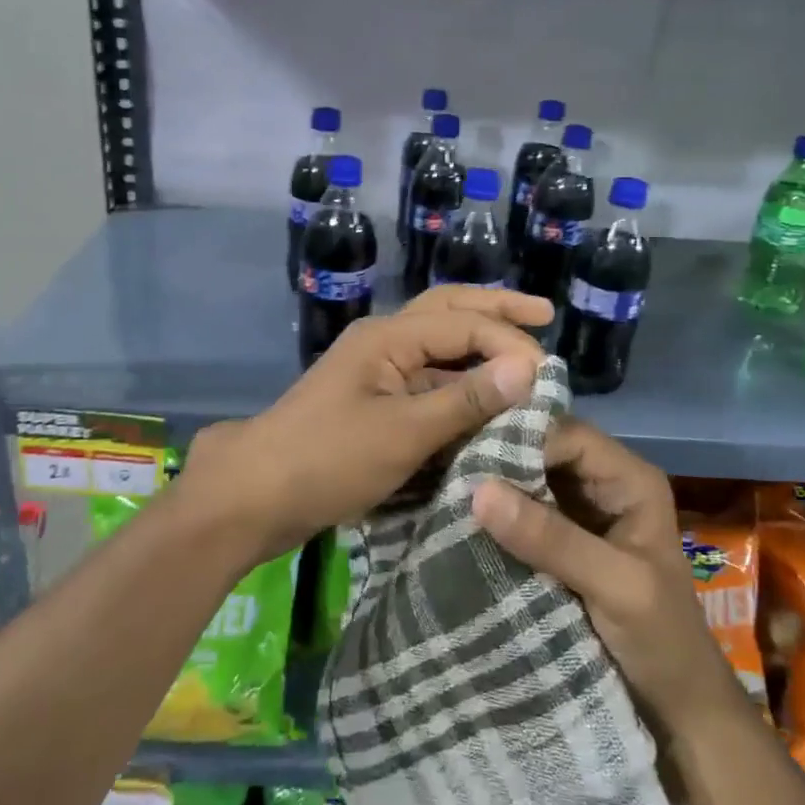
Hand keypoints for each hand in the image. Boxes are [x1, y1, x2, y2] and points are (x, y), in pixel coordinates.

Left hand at [185, 286, 551, 557]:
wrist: (255, 495)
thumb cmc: (327, 459)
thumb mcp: (402, 433)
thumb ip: (465, 400)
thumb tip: (528, 367)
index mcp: (388, 336)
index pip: (463, 323)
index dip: (509, 343)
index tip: (549, 376)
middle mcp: (383, 341)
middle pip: (448, 311)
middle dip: (496, 309)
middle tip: (544, 313)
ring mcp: (375, 371)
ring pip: (437, 346)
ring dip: (478, 345)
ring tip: (523, 353)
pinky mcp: (372, 402)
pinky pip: (425, 380)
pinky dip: (458, 383)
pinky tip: (484, 397)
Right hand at [471, 419, 743, 734]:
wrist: (676, 712)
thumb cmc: (663, 642)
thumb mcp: (617, 586)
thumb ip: (552, 538)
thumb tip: (479, 490)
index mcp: (629, 478)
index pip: (566, 434)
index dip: (519, 438)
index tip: (467, 454)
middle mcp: (601, 484)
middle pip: (542, 451)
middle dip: (498, 458)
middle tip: (444, 465)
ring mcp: (577, 513)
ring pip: (526, 481)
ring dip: (491, 486)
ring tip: (441, 485)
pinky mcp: (556, 543)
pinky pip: (519, 514)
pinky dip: (493, 517)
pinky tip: (456, 517)